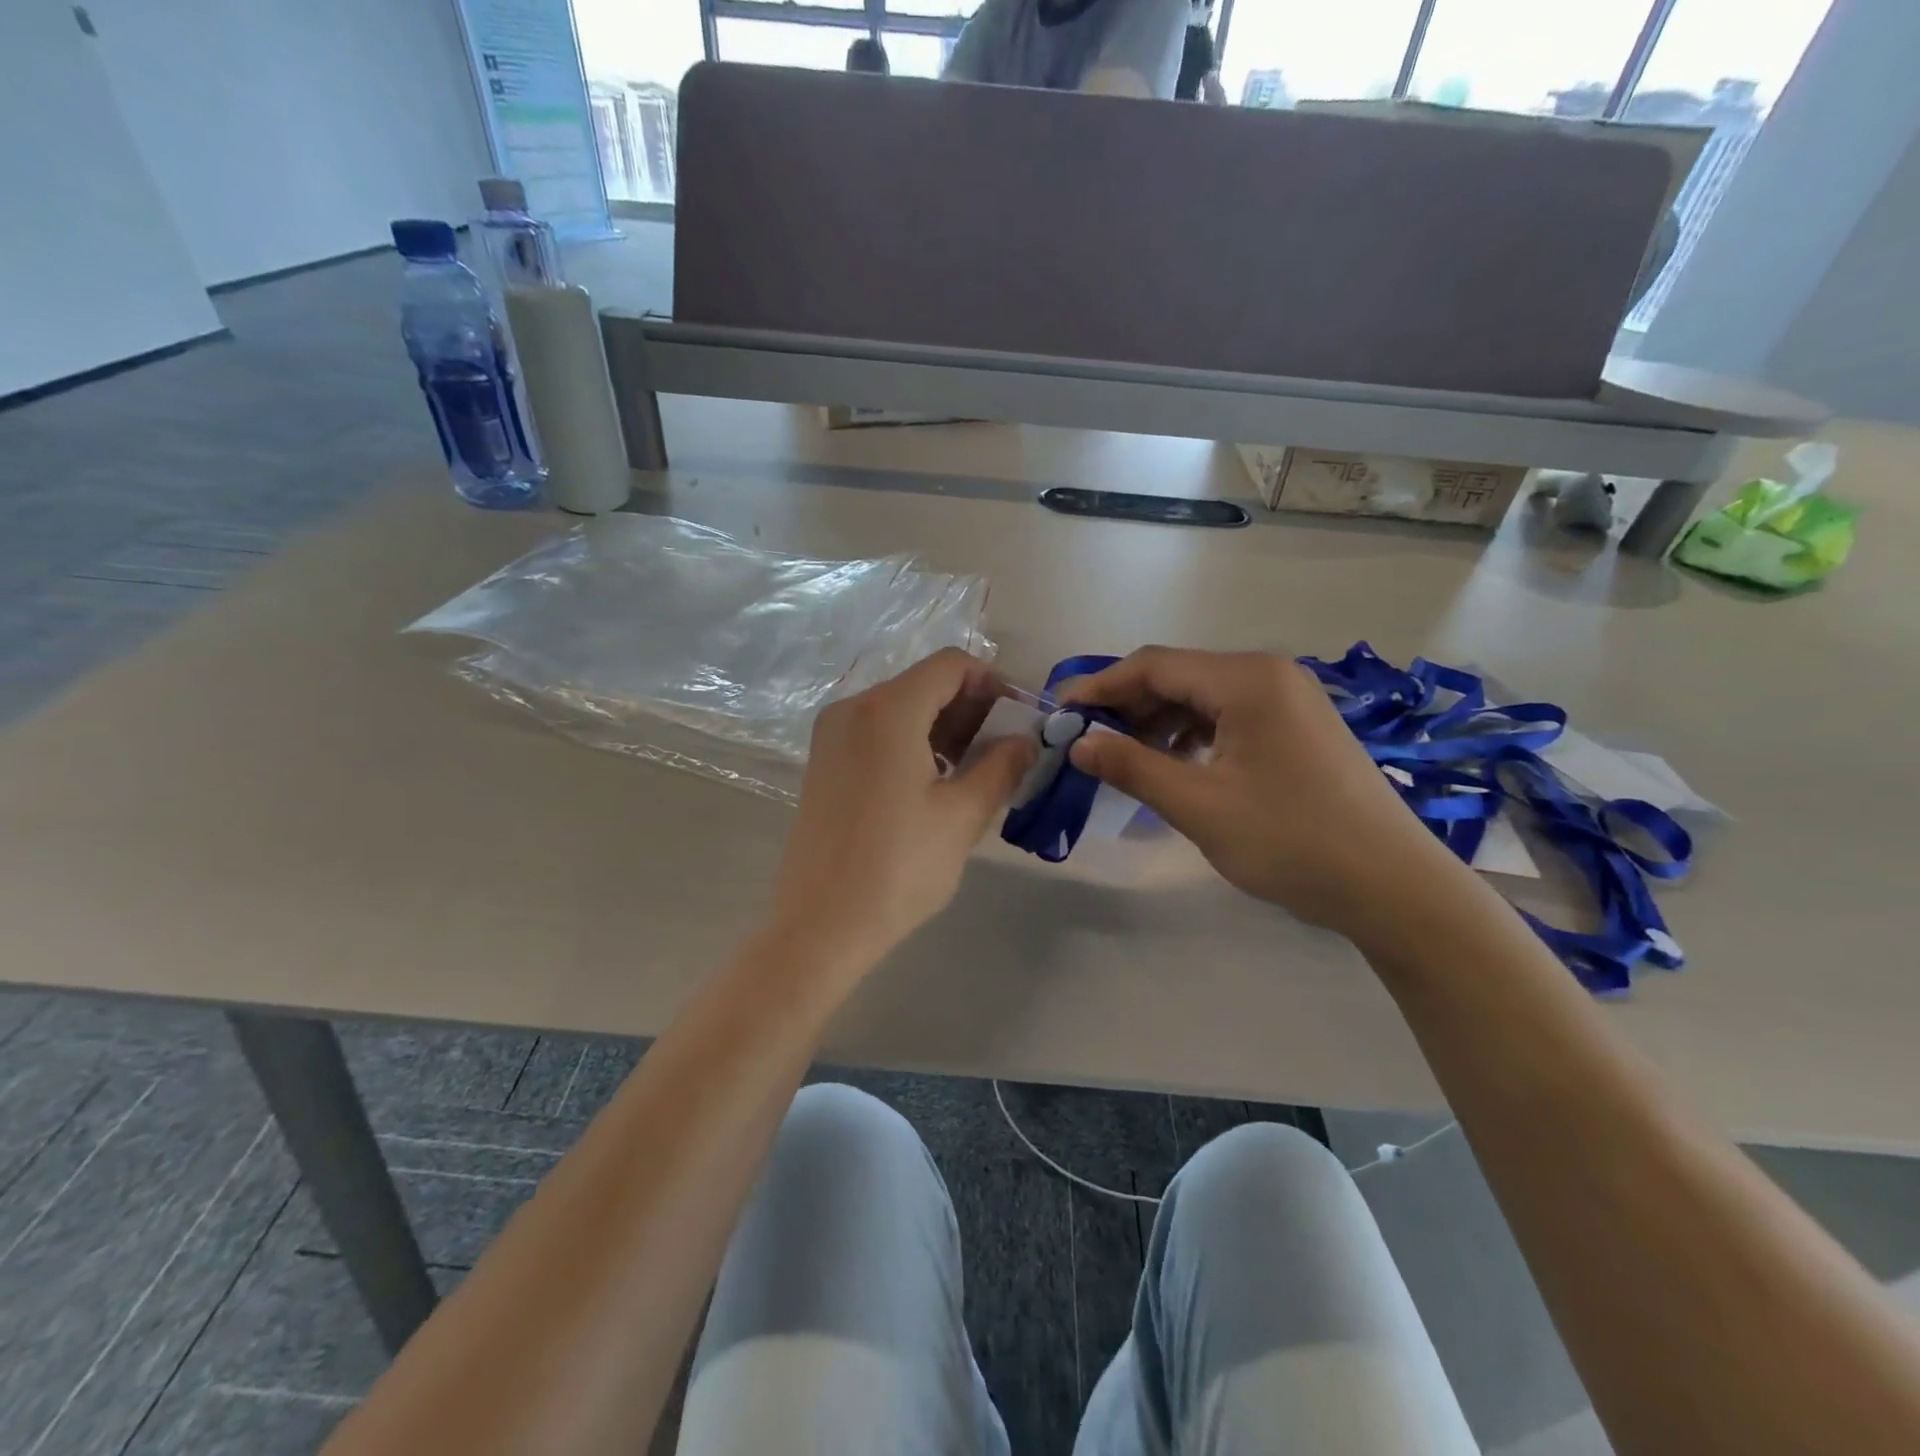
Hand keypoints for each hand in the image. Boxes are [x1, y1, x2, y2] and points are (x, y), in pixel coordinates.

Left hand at [765, 648, 1036, 976]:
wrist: (820, 926)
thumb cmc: (898, 868)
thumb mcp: (963, 816)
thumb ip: (1002, 766)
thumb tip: (1025, 740)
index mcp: (888, 710)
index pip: (951, 665)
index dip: (992, 683)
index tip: (1017, 722)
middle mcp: (852, 708)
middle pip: (923, 683)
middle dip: (969, 708)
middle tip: (1000, 753)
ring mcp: (831, 735)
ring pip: (900, 708)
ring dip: (942, 727)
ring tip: (970, 774)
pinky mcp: (823, 762)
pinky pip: (876, 732)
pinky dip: (912, 742)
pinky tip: (930, 785)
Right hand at [1062, 647, 1468, 937]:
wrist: (1392, 886)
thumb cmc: (1291, 841)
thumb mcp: (1199, 806)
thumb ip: (1132, 767)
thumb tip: (1079, 743)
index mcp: (1246, 680)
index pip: (1154, 666)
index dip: (1100, 688)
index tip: (1059, 716)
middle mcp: (1268, 674)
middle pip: (1178, 676)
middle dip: (1126, 706)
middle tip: (1085, 742)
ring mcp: (1288, 699)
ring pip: (1201, 697)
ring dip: (1156, 722)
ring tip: (1122, 758)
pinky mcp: (1296, 727)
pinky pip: (1227, 717)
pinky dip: (1190, 735)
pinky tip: (1173, 766)